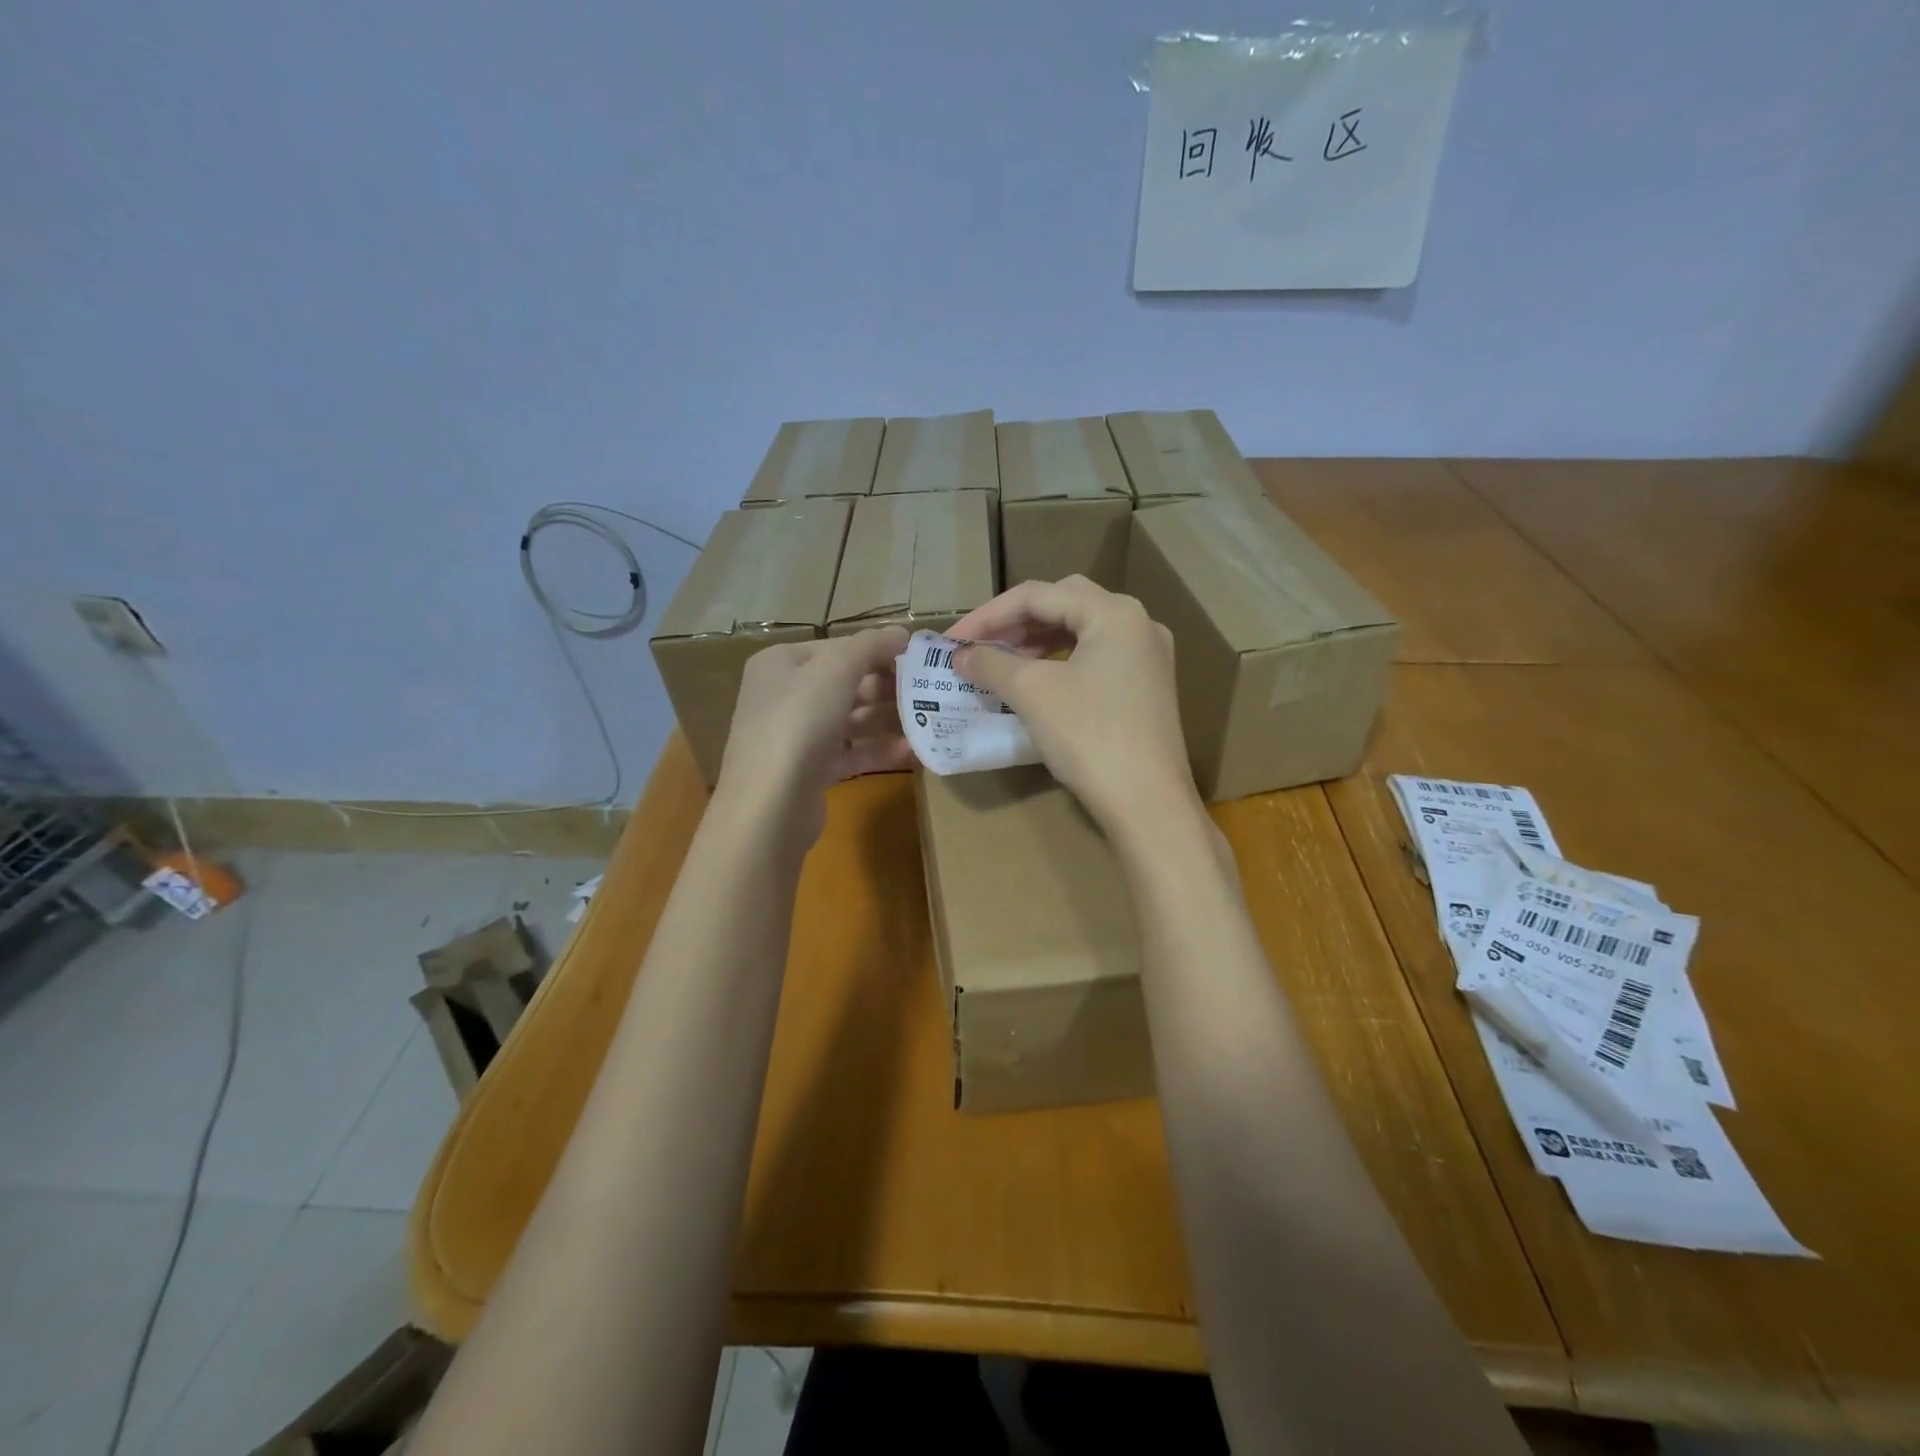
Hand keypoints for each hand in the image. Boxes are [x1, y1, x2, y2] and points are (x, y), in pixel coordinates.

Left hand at [714, 626, 911, 847]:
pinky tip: (911, 751)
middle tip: (928, 692)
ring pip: (850, 720)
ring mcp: (794, 736)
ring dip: (888, 720)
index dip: (878, 650)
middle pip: (845, 684)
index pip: (837, 648)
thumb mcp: (836, 669)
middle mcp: (783, 696)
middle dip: (887, 688)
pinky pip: (849, 753)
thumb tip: (902, 632)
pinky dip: (878, 750)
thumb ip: (871, 645)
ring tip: (927, 721)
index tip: (918, 659)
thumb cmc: (799, 723)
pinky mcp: (808, 772)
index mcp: (781, 663)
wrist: (769, 806)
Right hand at [947, 578, 1196, 832]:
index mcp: (1114, 612)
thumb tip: (961, 655)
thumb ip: (991, 663)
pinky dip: (1060, 661)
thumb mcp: (1032, 693)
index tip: (954, 640)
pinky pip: (1096, 657)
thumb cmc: (1089, 737)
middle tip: (980, 645)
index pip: (1038, 595)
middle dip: (1015, 622)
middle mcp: (1138, 624)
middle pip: (1064, 603)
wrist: (1147, 803)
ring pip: (1081, 631)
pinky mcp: (1147, 687)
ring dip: (1037, 641)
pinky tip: (1037, 683)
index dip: (989, 615)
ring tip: (1001, 664)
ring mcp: (1148, 656)